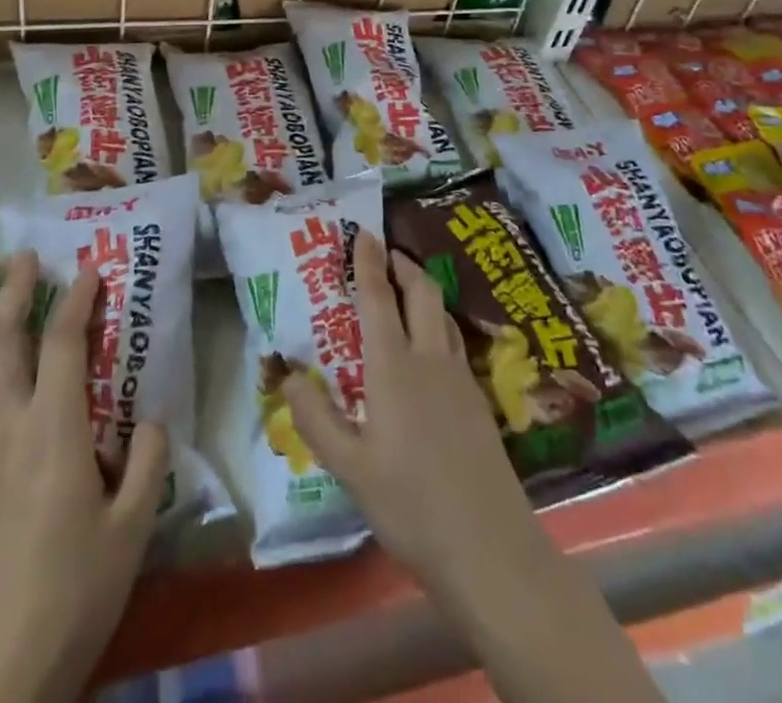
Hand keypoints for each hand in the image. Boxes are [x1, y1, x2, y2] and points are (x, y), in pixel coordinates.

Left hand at [0, 252, 167, 702]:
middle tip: (24, 257)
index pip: (62, 346)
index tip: (89, 269)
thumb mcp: (132, 530)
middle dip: (15, 293)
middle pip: (3, 343)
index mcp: (53, 432)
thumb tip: (150, 417)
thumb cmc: (73, 595)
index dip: (76, 302)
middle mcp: (7, 428)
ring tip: (1, 297)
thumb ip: (146, 463)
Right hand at [279, 230, 543, 600]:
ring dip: (423, 290)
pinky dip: (437, 323)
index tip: (363, 231)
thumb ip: (316, 418)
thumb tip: (290, 374)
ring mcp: (461, 378)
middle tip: (385, 253)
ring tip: (406, 289)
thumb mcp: (349, 469)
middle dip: (403, 265)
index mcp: (394, 367)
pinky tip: (430, 347)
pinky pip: (454, 342)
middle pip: (422, 292)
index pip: (379, 298)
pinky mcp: (479, 400)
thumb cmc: (411, 505)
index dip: (369, 262)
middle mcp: (430, 359)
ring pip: (443, 314)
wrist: (491, 548)